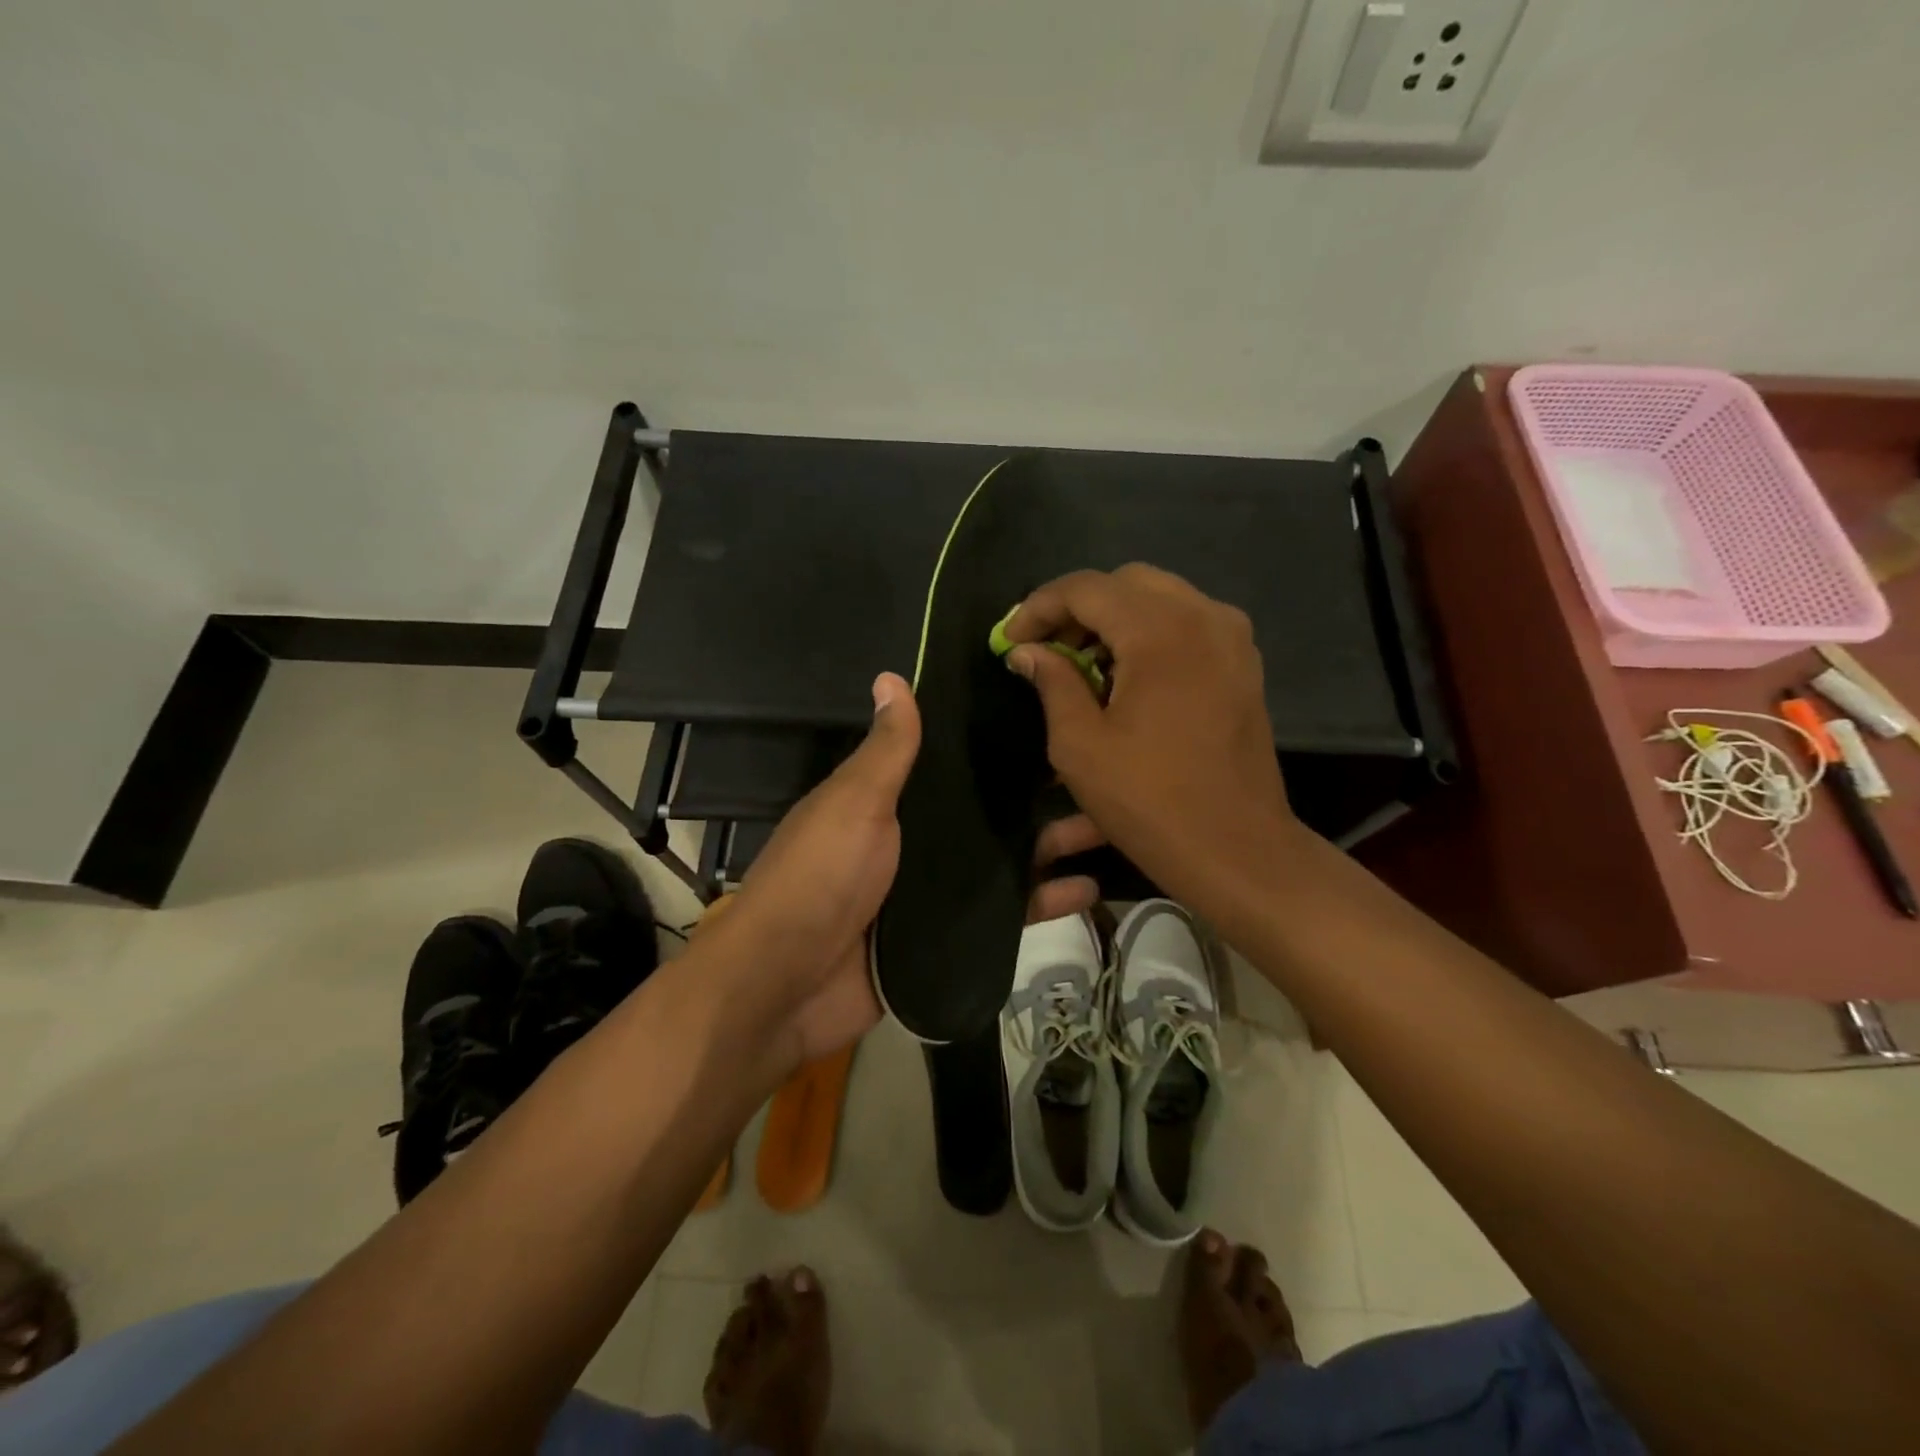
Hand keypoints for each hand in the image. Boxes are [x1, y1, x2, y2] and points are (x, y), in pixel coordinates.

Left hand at [706, 673, 1112, 1068]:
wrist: (788, 984)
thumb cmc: (822, 876)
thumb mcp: (855, 803)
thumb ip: (886, 750)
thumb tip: (892, 676)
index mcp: (891, 801)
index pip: (954, 763)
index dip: (997, 744)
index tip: (1052, 716)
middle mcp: (917, 841)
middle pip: (988, 812)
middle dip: (1040, 797)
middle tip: (1102, 775)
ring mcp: (935, 892)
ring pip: (1004, 861)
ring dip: (1052, 847)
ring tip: (1111, 826)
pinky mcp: (949, 938)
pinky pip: (1004, 915)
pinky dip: (1042, 903)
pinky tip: (1090, 890)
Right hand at [1001, 565, 1306, 920]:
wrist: (1235, 847)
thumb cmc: (1149, 800)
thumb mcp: (1080, 745)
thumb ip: (1052, 683)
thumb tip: (1027, 650)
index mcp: (1160, 631)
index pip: (1086, 588)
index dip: (1039, 607)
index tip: (1010, 639)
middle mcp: (1203, 617)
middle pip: (1126, 582)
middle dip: (1078, 608)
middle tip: (1046, 649)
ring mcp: (1232, 638)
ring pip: (1160, 598)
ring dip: (1114, 619)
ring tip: (1082, 663)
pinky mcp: (1243, 663)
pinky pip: (1188, 623)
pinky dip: (1149, 633)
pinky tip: (1127, 674)